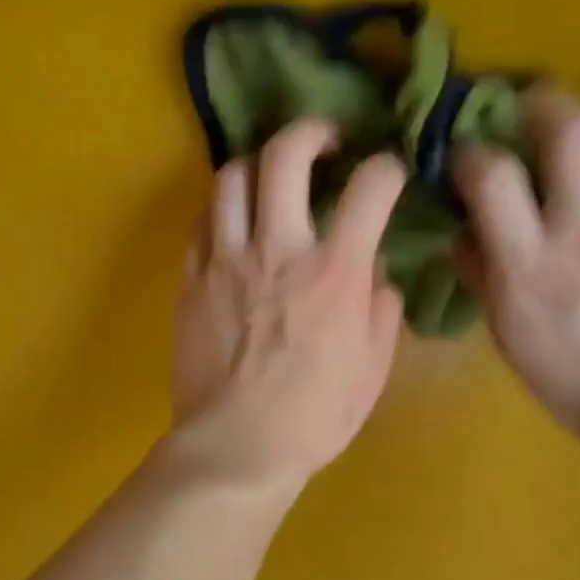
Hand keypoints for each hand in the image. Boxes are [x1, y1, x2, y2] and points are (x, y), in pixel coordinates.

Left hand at [167, 117, 406, 495]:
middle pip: (285, 155)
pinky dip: (222, 211)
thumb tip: (376, 275)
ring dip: (257, 166)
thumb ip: (382, 310)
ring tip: (270, 179)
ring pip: (231, 177)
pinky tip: (235, 225)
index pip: (369, 188)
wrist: (237, 447)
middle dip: (310, 131)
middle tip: (323, 141)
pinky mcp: (191, 279)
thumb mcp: (372, 369)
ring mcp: (226, 260)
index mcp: (334, 271)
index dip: (386, 168)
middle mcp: (278, 249)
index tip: (389, 174)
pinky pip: (201, 222)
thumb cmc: (314, 417)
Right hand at [453, 86, 579, 440]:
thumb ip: (477, 269)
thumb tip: (456, 226)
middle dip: (543, 104)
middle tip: (530, 112)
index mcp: (528, 263)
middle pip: (571, 128)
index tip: (465, 154)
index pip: (492, 177)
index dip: (470, 151)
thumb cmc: (560, 369)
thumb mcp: (501, 326)